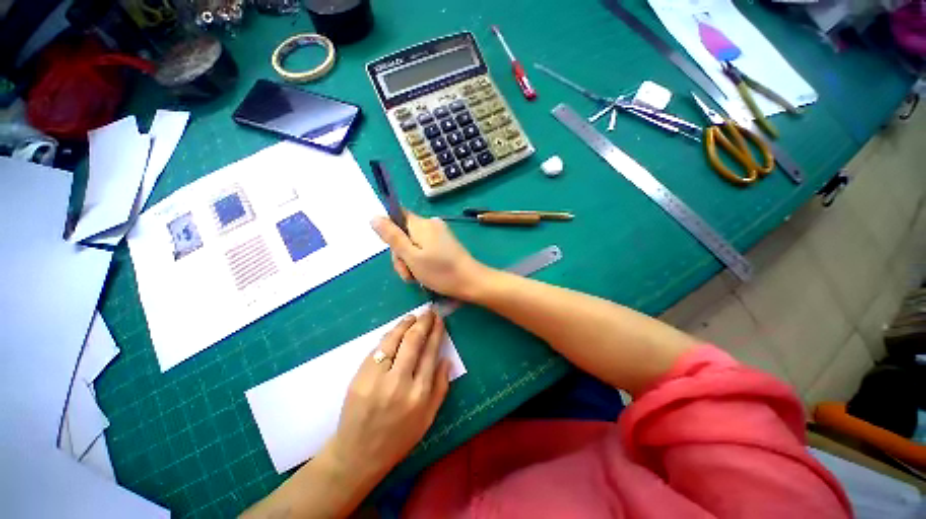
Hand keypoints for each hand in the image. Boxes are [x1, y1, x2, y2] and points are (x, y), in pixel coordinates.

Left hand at [328, 311, 450, 483]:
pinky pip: (378, 349)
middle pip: (413, 341)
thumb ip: (441, 387)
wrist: (358, 454)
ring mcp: (376, 378)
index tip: (439, 320)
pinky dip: (389, 336)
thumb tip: (447, 359)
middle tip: (428, 312)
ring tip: (413, 317)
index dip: (436, 332)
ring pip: (393, 340)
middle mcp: (399, 382)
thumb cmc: (399, 437)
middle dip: (422, 322)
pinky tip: (396, 331)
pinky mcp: (359, 376)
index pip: (430, 352)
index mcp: (419, 394)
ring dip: (405, 324)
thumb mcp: (428, 418)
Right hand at [371, 212, 488, 299]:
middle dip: (401, 254)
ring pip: (413, 244)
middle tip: (408, 274)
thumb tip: (374, 217)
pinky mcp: (444, 243)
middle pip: (404, 233)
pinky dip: (420, 261)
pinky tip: (424, 274)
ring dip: (410, 261)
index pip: (396, 215)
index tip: (395, 251)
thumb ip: (392, 237)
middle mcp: (430, 224)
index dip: (390, 232)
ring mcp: (439, 234)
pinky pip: (424, 248)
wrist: (471, 282)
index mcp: (421, 223)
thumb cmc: (440, 271)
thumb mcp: (411, 256)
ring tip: (416, 278)